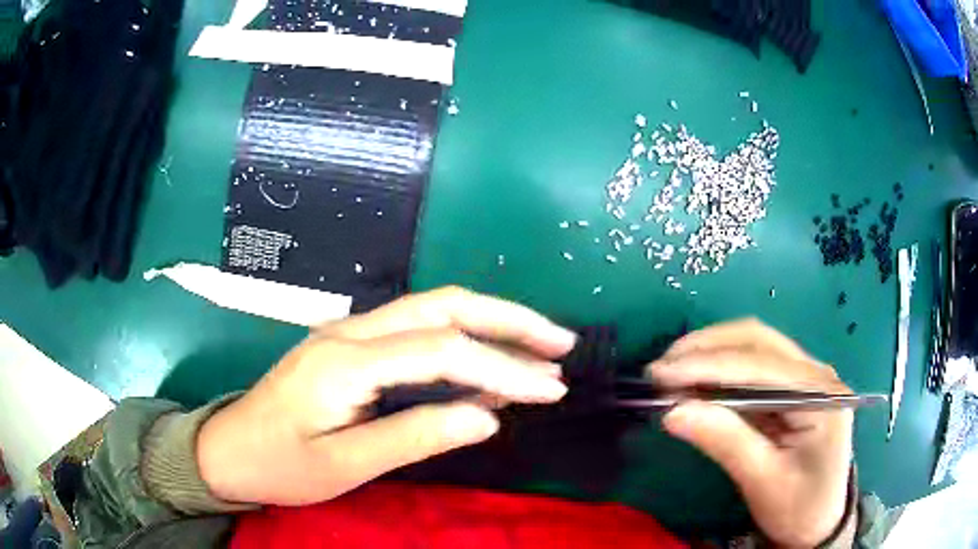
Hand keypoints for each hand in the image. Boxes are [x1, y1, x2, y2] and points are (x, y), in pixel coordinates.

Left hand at [197, 287, 575, 505]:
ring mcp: (349, 334)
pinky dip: (461, 342)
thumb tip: (488, 417)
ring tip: (539, 347)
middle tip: (560, 343)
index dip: (503, 368)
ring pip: (432, 312)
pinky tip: (486, 364)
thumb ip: (414, 437)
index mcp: (344, 361)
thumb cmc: (279, 464)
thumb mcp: (344, 465)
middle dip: (508, 320)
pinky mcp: (351, 347)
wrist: (228, 450)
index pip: (442, 351)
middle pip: (442, 308)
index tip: (551, 389)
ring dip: (490, 325)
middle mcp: (350, 332)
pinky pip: (415, 333)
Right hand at [646, 320, 852, 547]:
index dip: (709, 364)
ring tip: (672, 370)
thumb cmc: (797, 507)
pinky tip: (697, 380)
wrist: (819, 520)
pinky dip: (721, 368)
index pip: (761, 365)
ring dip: (712, 352)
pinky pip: (755, 364)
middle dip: (707, 348)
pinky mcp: (794, 386)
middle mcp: (818, 373)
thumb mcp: (762, 481)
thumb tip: (673, 411)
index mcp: (821, 396)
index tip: (661, 373)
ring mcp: (807, 376)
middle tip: (660, 369)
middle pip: (759, 340)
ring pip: (756, 344)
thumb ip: (724, 442)